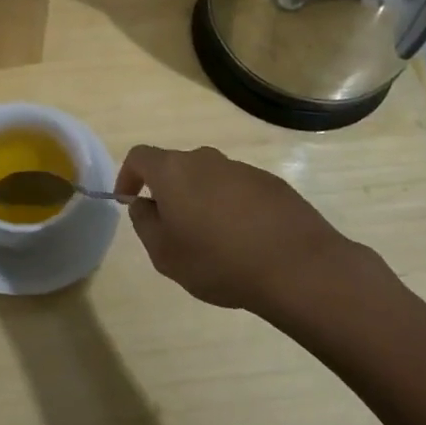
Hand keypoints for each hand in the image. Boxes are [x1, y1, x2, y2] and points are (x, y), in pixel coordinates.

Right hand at [115, 144, 358, 313]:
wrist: (298, 267)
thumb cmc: (219, 261)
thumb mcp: (165, 254)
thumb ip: (145, 224)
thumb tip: (143, 204)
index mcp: (174, 171)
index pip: (139, 157)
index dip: (128, 175)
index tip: (128, 200)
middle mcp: (206, 160)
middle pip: (176, 167)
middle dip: (168, 192)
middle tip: (172, 228)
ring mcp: (241, 169)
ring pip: (209, 179)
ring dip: (202, 201)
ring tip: (212, 240)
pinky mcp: (271, 183)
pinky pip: (239, 191)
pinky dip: (232, 208)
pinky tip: (245, 241)